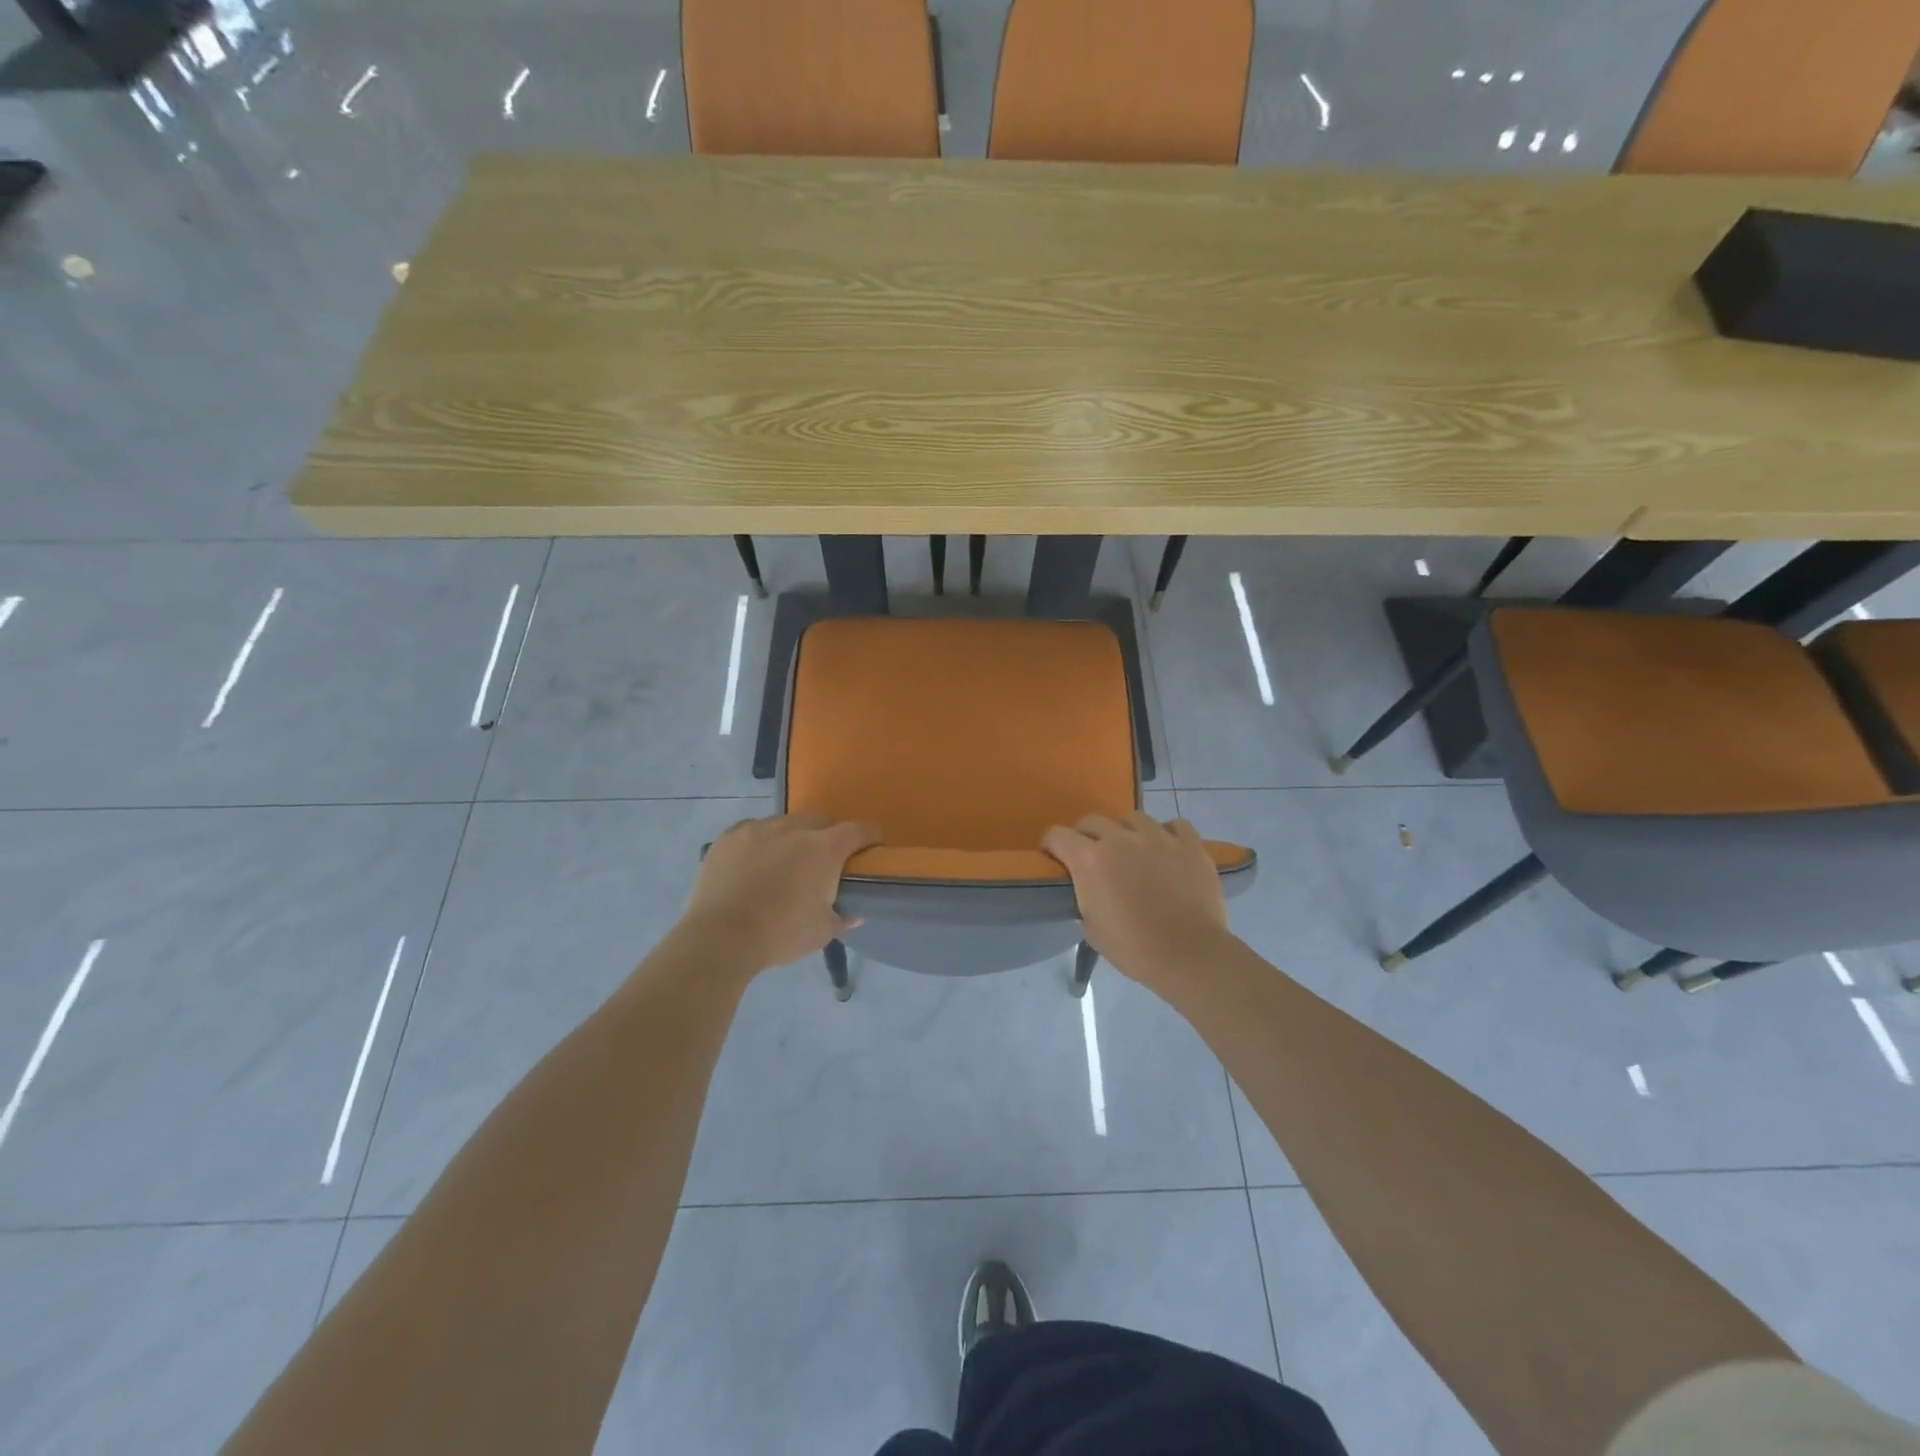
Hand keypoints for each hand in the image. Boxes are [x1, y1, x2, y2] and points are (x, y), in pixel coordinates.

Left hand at [677, 813, 880, 976]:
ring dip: (792, 836)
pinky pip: (753, 829)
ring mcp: (758, 828)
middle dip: (827, 835)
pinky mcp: (729, 836)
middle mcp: (794, 829)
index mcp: (824, 849)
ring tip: (785, 860)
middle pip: (820, 821)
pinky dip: (760, 841)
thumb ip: (841, 918)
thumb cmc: (780, 934)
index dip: (869, 837)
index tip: (872, 847)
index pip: (858, 831)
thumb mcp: (821, 932)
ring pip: (785, 823)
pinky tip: (754, 861)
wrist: (720, 938)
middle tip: (824, 860)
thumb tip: (854, 914)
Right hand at [1041, 812, 1233, 987]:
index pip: (1057, 835)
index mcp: (1089, 859)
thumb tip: (1091, 891)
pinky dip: (1169, 834)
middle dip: (1087, 836)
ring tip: (1135, 851)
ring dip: (1127, 832)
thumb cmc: (1133, 948)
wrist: (1187, 954)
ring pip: (1134, 818)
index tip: (1056, 858)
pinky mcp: (1189, 844)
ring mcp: (1157, 836)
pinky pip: (1175, 825)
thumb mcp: (1091, 928)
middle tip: (1095, 857)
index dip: (1052, 846)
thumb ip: (1085, 899)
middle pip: (1092, 821)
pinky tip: (1169, 850)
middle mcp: (1119, 838)